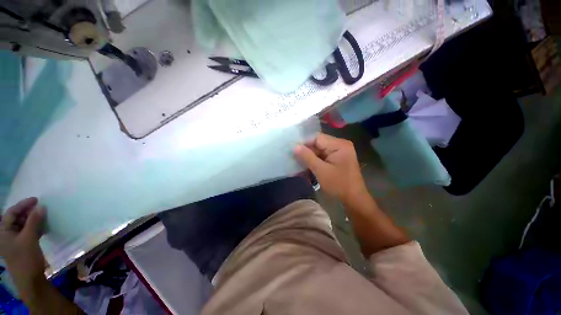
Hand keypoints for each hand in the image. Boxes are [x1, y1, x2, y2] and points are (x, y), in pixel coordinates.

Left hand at [0, 198, 46, 290]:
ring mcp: (15, 241)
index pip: (11, 213)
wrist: (30, 280)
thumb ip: (34, 221)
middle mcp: (7, 234)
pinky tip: (43, 226)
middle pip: (16, 218)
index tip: (36, 199)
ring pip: (23, 225)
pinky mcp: (23, 245)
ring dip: (33, 219)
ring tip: (43, 215)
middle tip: (40, 207)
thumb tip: (41, 206)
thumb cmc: (26, 258)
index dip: (23, 205)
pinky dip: (35, 227)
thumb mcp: (29, 239)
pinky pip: (28, 232)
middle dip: (28, 212)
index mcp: (3, 232)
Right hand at [294, 133, 367, 201]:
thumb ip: (307, 157)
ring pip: (319, 150)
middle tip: (293, 156)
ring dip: (310, 156)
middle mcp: (340, 144)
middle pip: (318, 143)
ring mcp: (339, 151)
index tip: (293, 149)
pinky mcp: (337, 158)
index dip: (304, 142)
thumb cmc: (338, 184)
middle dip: (306, 150)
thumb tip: (295, 146)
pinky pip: (323, 155)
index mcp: (339, 144)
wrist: (354, 199)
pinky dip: (315, 160)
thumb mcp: (321, 170)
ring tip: (297, 160)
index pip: (317, 137)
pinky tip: (306, 164)